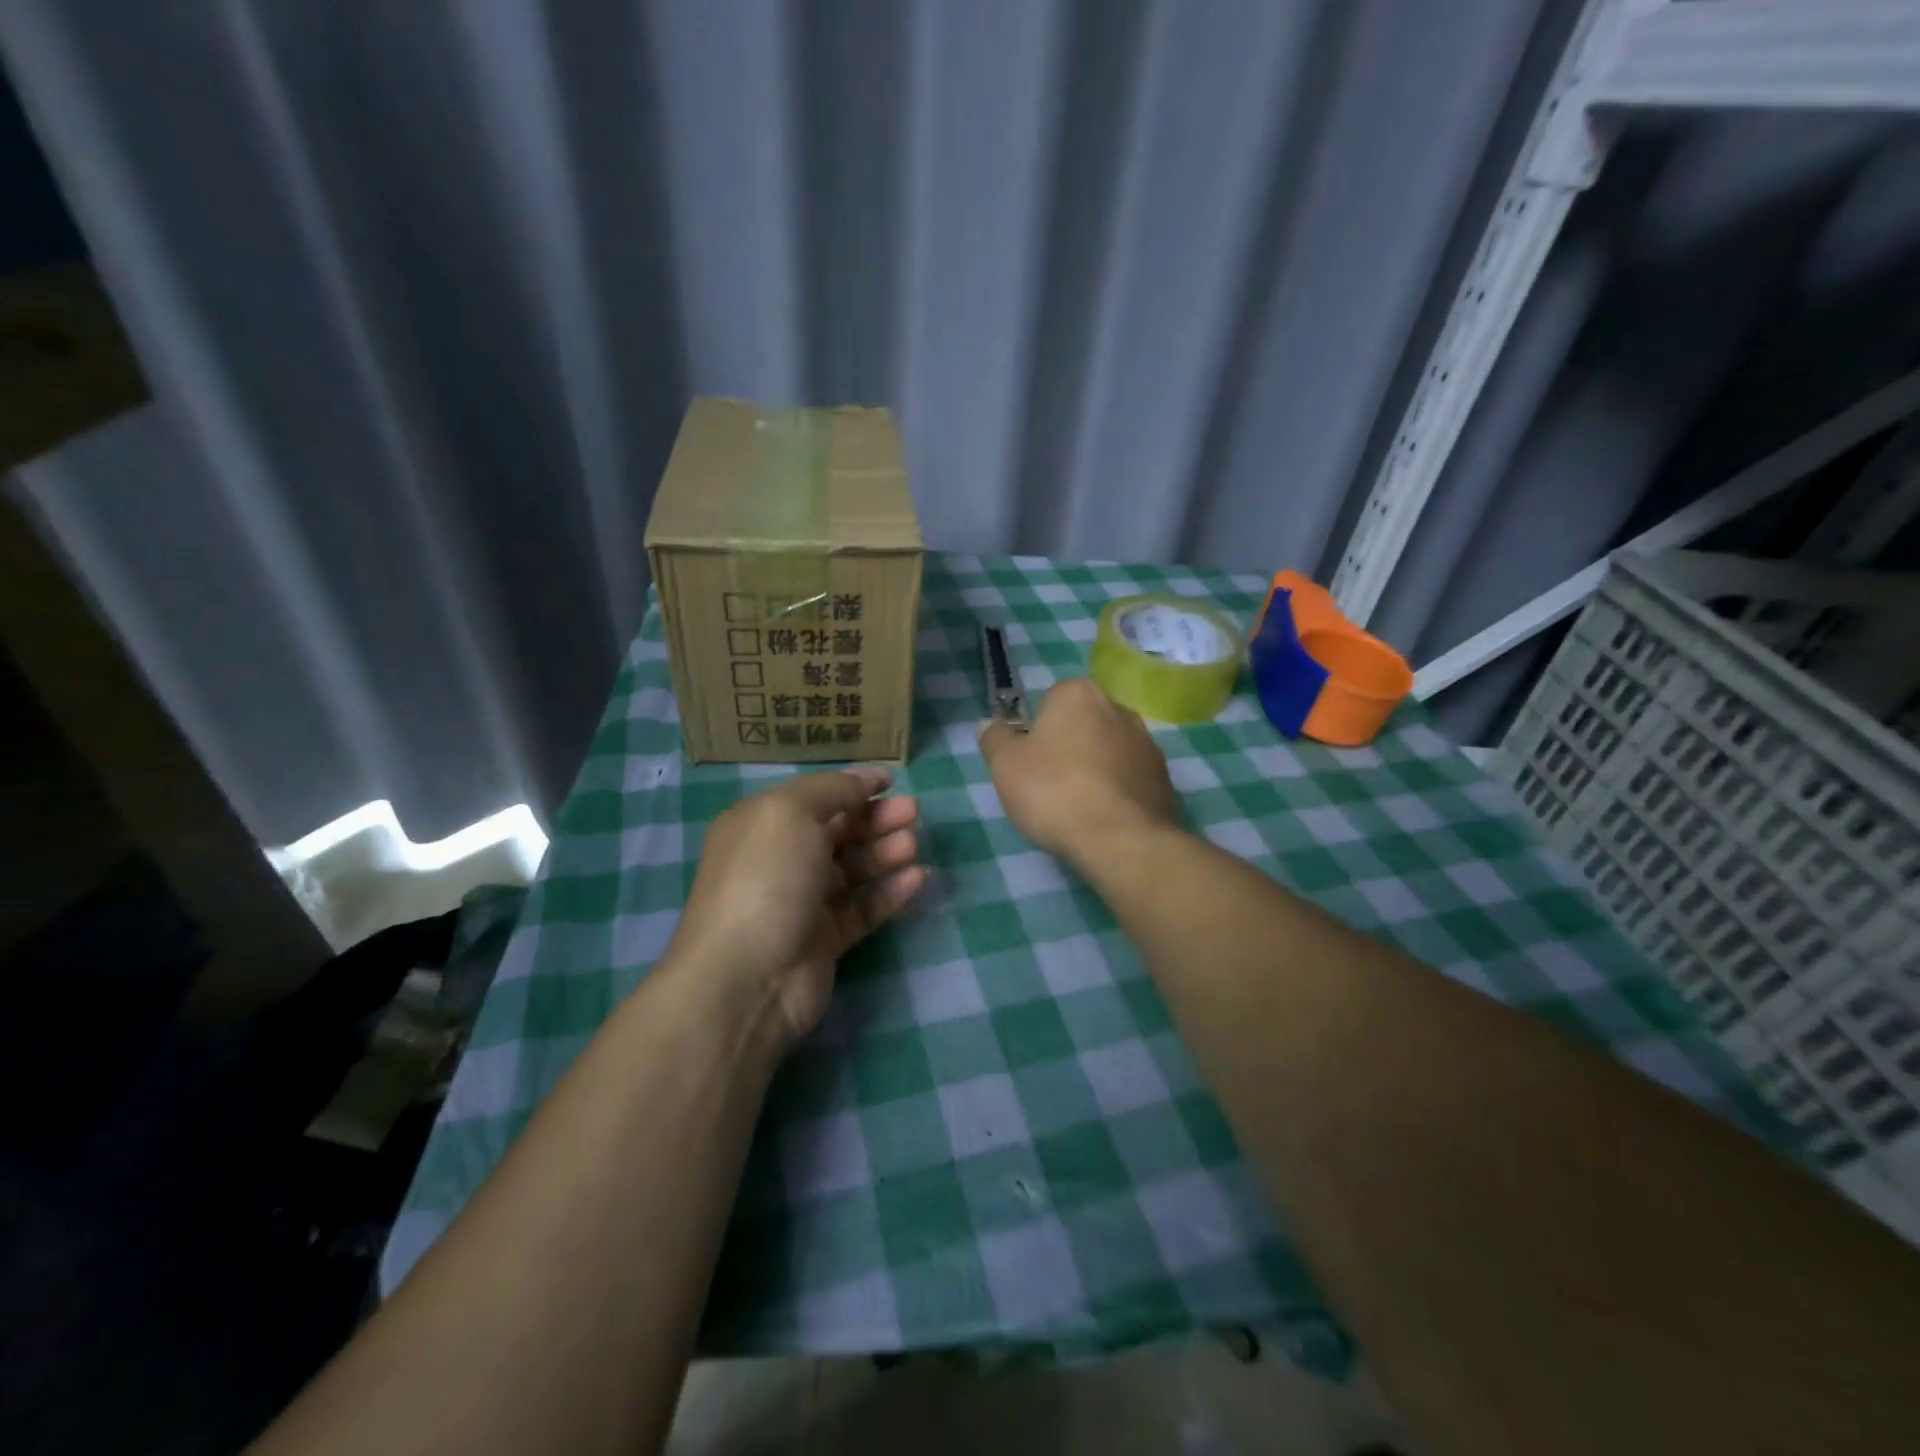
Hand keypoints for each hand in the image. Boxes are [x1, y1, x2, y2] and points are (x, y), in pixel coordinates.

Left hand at [670, 767, 926, 1045]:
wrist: (746, 977)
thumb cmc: (766, 878)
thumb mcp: (791, 812)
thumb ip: (832, 790)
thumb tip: (863, 780)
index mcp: (762, 825)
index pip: (814, 797)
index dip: (852, 786)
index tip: (891, 781)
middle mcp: (780, 860)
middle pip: (837, 832)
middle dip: (875, 818)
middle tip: (913, 812)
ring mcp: (802, 903)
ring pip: (853, 870)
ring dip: (885, 853)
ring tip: (913, 845)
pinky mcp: (824, 941)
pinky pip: (863, 909)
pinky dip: (889, 893)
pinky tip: (917, 878)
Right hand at [977, 678, 1180, 865]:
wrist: (1120, 840)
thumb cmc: (1054, 791)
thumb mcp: (1005, 765)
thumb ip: (995, 738)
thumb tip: (988, 723)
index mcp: (1078, 693)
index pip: (1049, 701)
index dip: (1035, 731)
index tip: (1028, 762)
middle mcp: (1118, 707)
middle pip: (1081, 724)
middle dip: (1067, 747)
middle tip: (1048, 785)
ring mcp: (1146, 742)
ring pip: (1107, 750)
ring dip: (1094, 769)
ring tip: (1076, 807)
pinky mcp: (1164, 777)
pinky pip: (1129, 777)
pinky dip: (1116, 791)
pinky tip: (1102, 818)